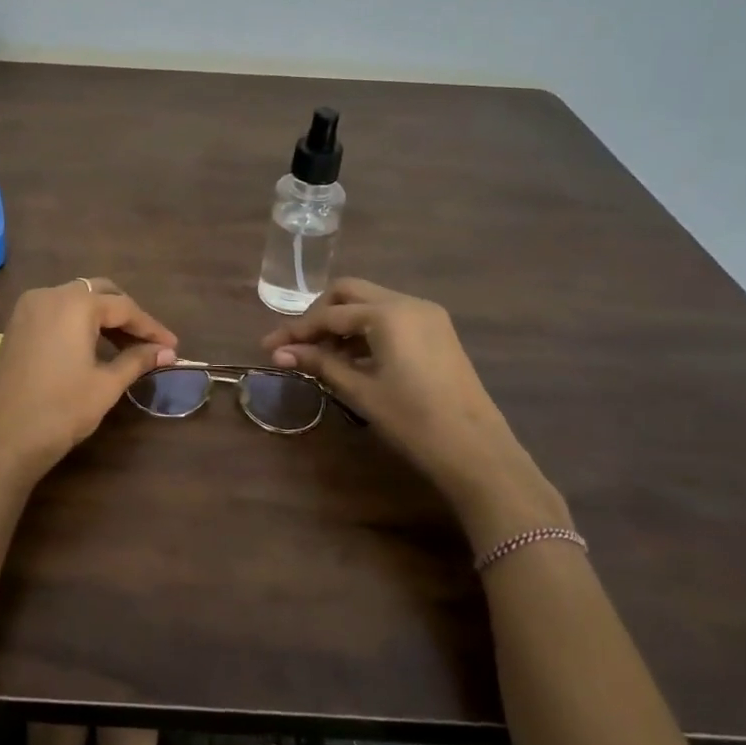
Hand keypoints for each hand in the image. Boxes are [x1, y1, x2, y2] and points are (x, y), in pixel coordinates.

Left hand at [0, 279, 177, 489]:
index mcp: (74, 304)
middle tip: (150, 342)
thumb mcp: (105, 385)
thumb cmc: (60, 411)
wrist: (1, 441)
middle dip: (126, 315)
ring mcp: (28, 309)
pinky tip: (94, 347)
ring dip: (103, 318)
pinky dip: (79, 323)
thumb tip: (167, 351)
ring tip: (127, 347)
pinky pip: (57, 312)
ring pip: (76, 300)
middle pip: (99, 293)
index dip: (151, 327)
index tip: (173, 346)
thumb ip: (137, 360)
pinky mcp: (16, 327)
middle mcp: (49, 295)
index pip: (123, 307)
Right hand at [261, 278, 567, 550]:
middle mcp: (408, 302)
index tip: (269, 347)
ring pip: (371, 303)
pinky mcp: (437, 332)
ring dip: (342, 322)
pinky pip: (391, 317)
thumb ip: (320, 363)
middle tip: (297, 344)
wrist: (476, 451)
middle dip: (319, 315)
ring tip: (320, 356)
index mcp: (388, 313)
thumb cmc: (413, 420)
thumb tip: (280, 353)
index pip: (329, 314)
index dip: (296, 331)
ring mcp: (427, 315)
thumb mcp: (360, 391)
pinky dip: (366, 330)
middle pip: (349, 293)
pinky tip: (352, 358)